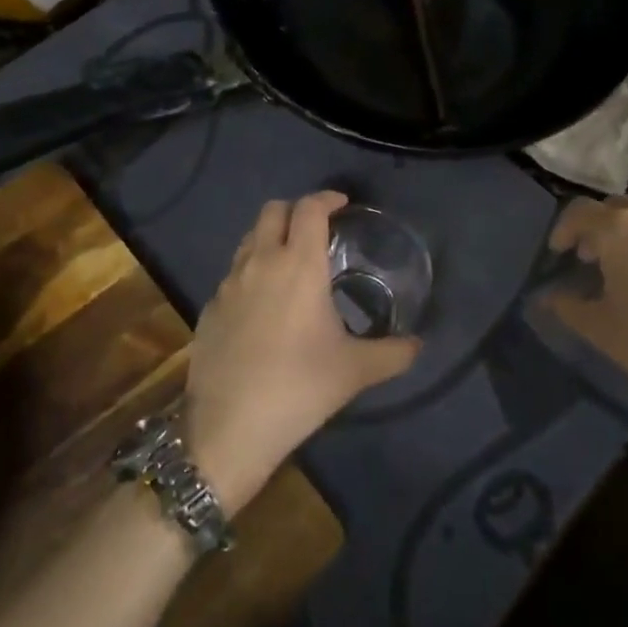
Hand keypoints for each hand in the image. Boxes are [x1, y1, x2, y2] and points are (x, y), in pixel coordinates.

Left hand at [185, 192, 421, 513]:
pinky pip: (233, 274)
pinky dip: (251, 271)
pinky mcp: (209, 308)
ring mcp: (229, 284)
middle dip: (296, 210)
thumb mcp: (355, 370)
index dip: (326, 198)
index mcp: (298, 265)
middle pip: (273, 211)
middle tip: (317, 230)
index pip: (309, 208)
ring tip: (291, 264)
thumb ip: (393, 353)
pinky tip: (264, 305)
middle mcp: (260, 262)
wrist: (229, 428)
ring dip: (271, 238)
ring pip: (249, 239)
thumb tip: (418, 345)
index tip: (342, 205)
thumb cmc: (299, 388)